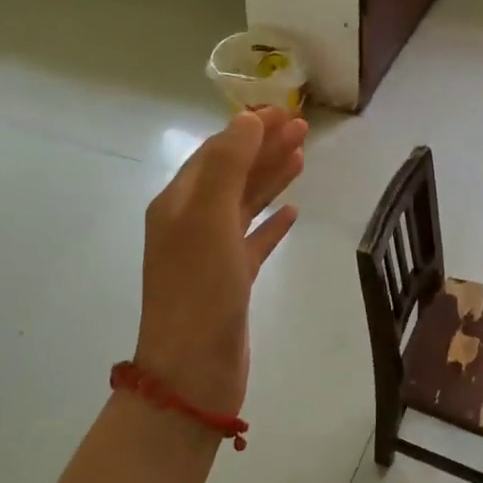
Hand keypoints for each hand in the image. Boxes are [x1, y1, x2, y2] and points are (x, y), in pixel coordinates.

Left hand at [133, 107, 307, 418]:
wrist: (193, 371)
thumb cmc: (200, 290)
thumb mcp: (210, 219)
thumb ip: (229, 167)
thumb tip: (248, 121)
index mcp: (179, 203)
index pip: (216, 152)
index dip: (249, 130)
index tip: (285, 112)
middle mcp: (191, 223)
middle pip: (232, 174)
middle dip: (264, 149)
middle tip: (303, 129)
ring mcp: (211, 253)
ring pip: (245, 205)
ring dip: (271, 179)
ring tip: (302, 159)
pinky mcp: (232, 280)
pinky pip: (254, 241)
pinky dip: (272, 224)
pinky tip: (293, 213)